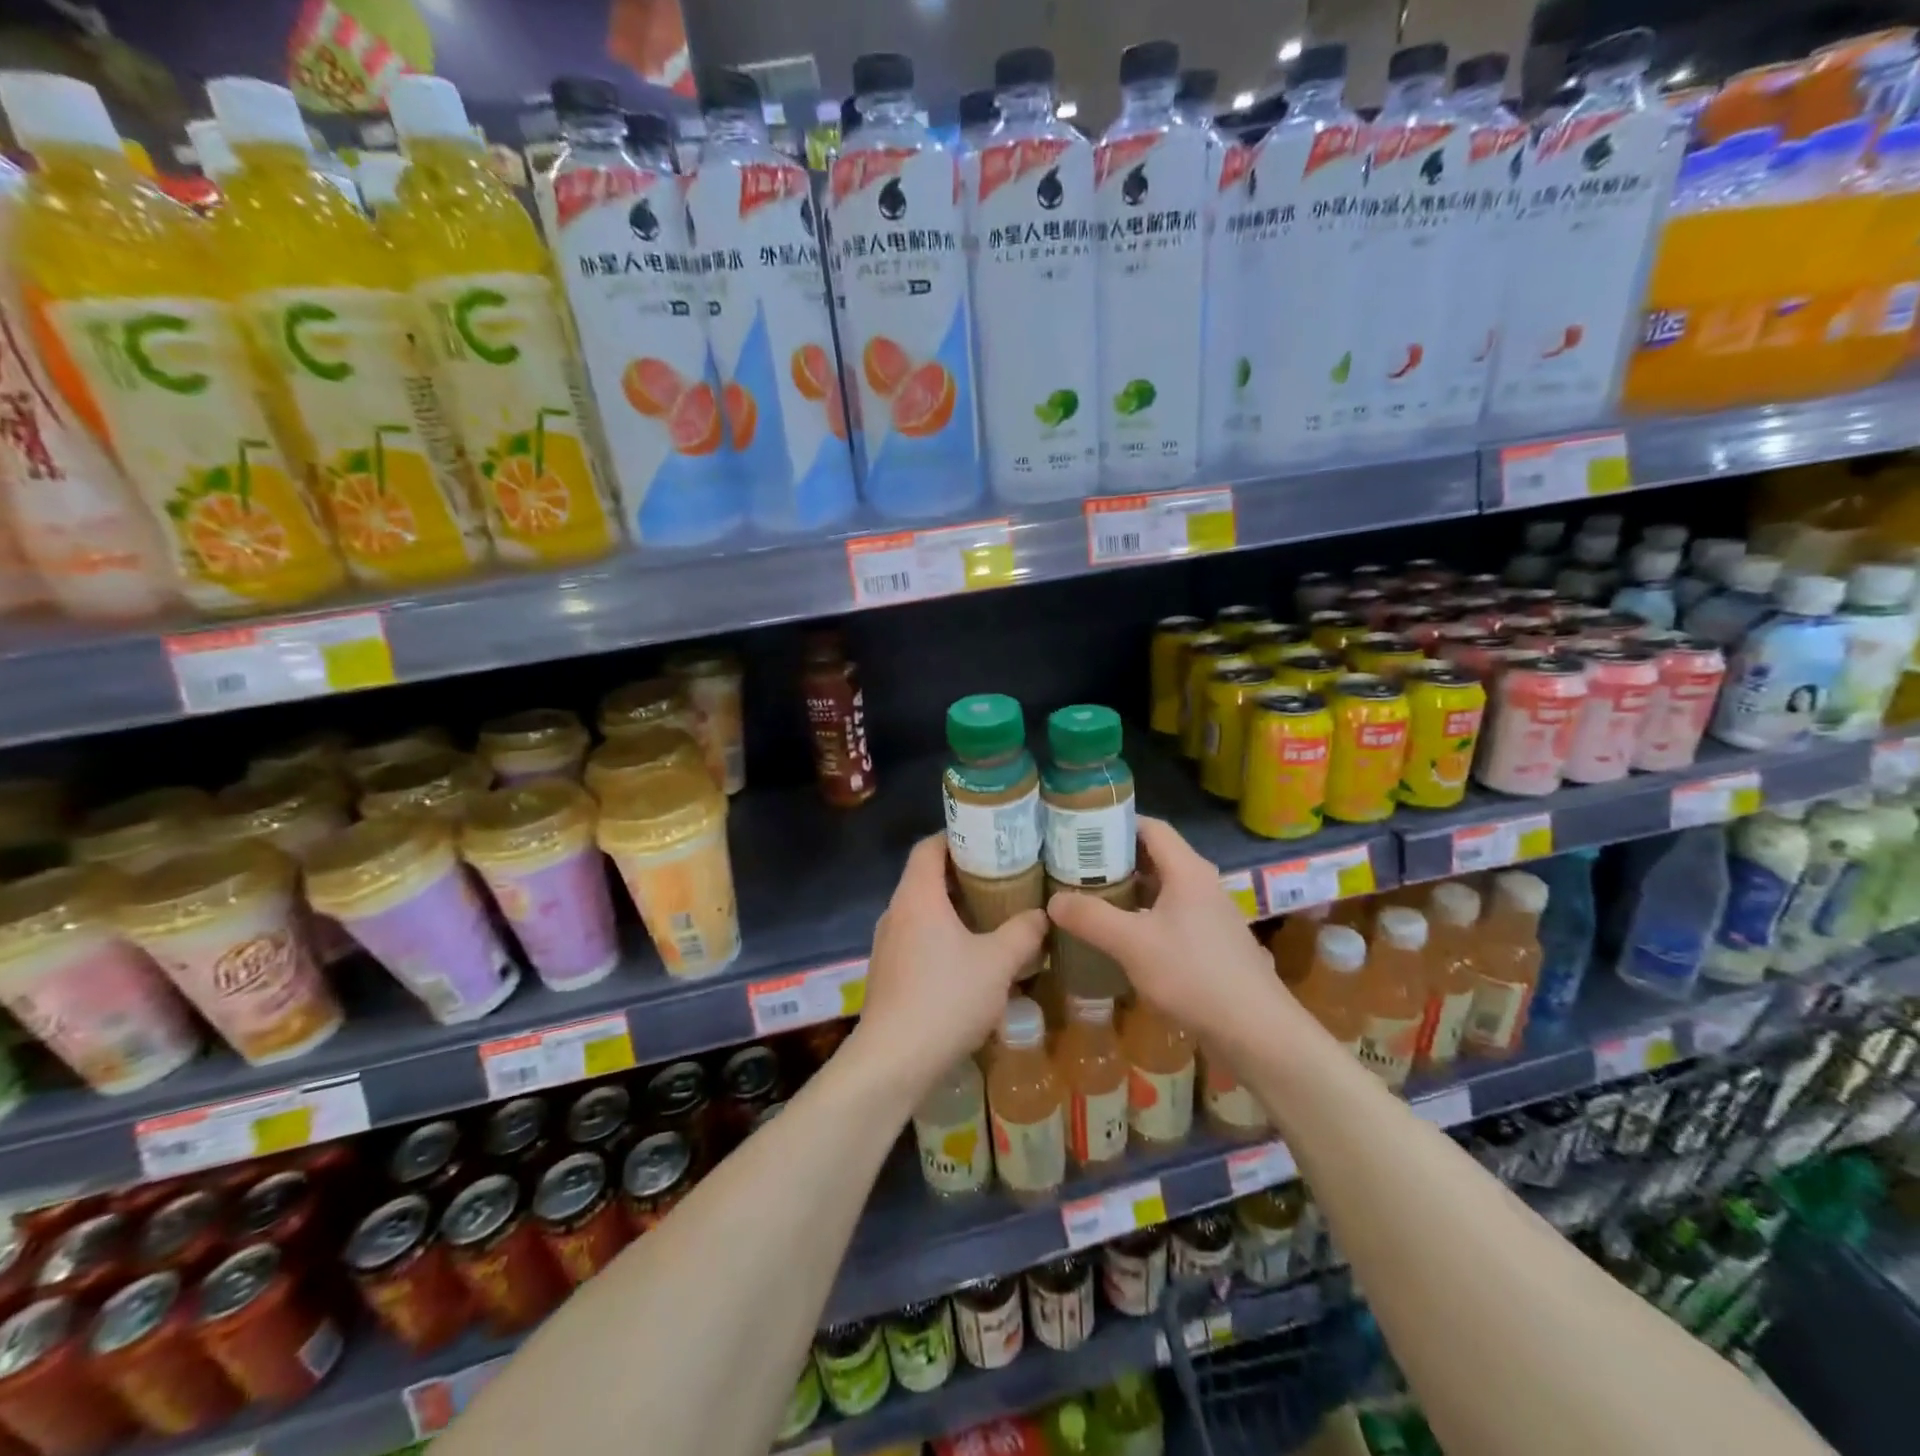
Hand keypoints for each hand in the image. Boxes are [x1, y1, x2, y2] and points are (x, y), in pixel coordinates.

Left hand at [850, 834, 1047, 1100]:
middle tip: (1004, 877)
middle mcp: (896, 912)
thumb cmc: (946, 999)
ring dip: (955, 910)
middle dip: (964, 875)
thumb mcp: (997, 963)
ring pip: (923, 912)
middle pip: (927, 878)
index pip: (929, 847)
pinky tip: (971, 959)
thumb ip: (1023, 933)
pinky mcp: (888, 974)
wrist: (893, 1061)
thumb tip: (1042, 915)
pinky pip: (917, 939)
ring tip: (994, 915)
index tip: (990, 838)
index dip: (957, 836)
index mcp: (917, 897)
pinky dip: (943, 937)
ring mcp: (887, 945)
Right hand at [1046, 817, 1301, 1051]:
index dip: (1116, 822)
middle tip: (1075, 865)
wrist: (1256, 1030)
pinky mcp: (1212, 941)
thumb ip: (1091, 918)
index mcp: (1187, 870)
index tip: (1079, 830)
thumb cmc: (1194, 975)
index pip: (1150, 827)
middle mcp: (1201, 883)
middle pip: (1155, 855)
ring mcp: (1210, 913)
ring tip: (1090, 896)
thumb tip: (1053, 901)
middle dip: (1115, 858)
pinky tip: (1122, 935)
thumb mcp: (1133, 944)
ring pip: (1163, 887)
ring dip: (1129, 888)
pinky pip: (1171, 913)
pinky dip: (1144, 913)